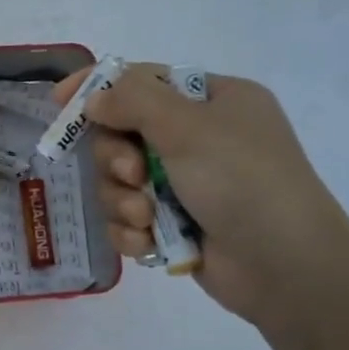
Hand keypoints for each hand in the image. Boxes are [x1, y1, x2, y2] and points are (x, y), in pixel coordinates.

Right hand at [57, 62, 348, 330]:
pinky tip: (148, 243)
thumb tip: (94, 98)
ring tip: (147, 218)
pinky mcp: (175, 226)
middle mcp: (198, 139)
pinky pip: (128, 219)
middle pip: (122, 134)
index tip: (60, 102)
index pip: (144, 81)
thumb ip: (134, 101)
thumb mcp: (190, 127)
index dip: (100, 89)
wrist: (287, 268)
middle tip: (133, 175)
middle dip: (117, 158)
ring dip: (124, 200)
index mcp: (213, 102)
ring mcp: (186, 185)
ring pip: (119, 181)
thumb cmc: (243, 181)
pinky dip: (132, 231)